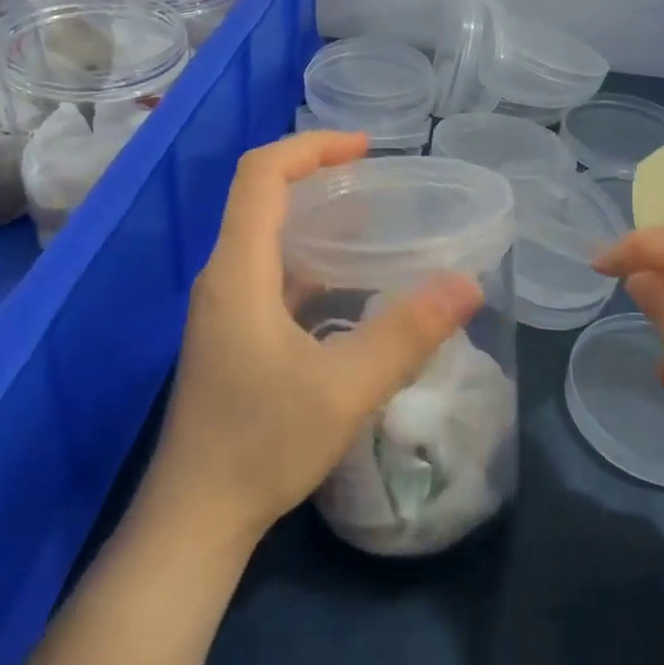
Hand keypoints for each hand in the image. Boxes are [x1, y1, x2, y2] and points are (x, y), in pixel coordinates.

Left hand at [144, 131, 483, 546]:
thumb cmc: (262, 445)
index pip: (262, 175)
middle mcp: (223, 278)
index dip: (311, 147)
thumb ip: (407, 334)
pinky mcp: (231, 336)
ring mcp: (223, 308)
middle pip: (262, 199)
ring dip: (315, 221)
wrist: (195, 517)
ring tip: (374, 225)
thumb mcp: (345, 388)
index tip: (366, 148)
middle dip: (319, 178)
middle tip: (380, 184)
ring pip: (266, 239)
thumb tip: (468, 285)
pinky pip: (270, 275)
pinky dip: (310, 262)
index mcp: (238, 271)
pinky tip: (349, 286)